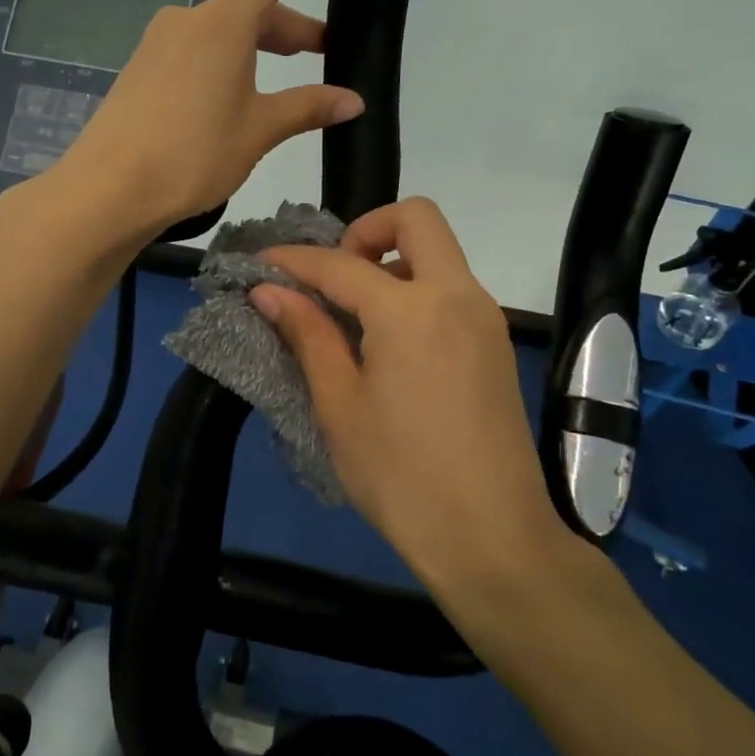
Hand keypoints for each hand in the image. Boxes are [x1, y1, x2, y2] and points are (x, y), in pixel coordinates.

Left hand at [52, 0, 365, 234]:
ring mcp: (161, 43)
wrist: (105, 191)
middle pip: (256, 8)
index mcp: (225, 22)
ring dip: (261, 55)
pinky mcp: (145, 69)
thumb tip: (352, 100)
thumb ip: (306, 108)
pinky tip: (235, 110)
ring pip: (228, 37)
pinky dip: (229, 71)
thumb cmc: (189, 156)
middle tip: (328, 57)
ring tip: (285, 99)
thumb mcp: (256, 132)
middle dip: (294, 30)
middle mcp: (191, 19)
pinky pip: (199, 57)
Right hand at [252, 198, 593, 609]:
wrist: (492, 536)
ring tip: (352, 317)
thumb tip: (268, 290)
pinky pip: (451, 289)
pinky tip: (388, 343)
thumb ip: (308, 335)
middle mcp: (457, 295)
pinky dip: (414, 292)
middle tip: (333, 279)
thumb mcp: (340, 405)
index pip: (340, 263)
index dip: (293, 260)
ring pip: (438, 254)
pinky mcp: (494, 344)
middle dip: (365, 230)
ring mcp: (484, 318)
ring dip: (392, 262)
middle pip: (416, 219)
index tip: (259, 264)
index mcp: (412, 309)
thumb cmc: (401, 475)